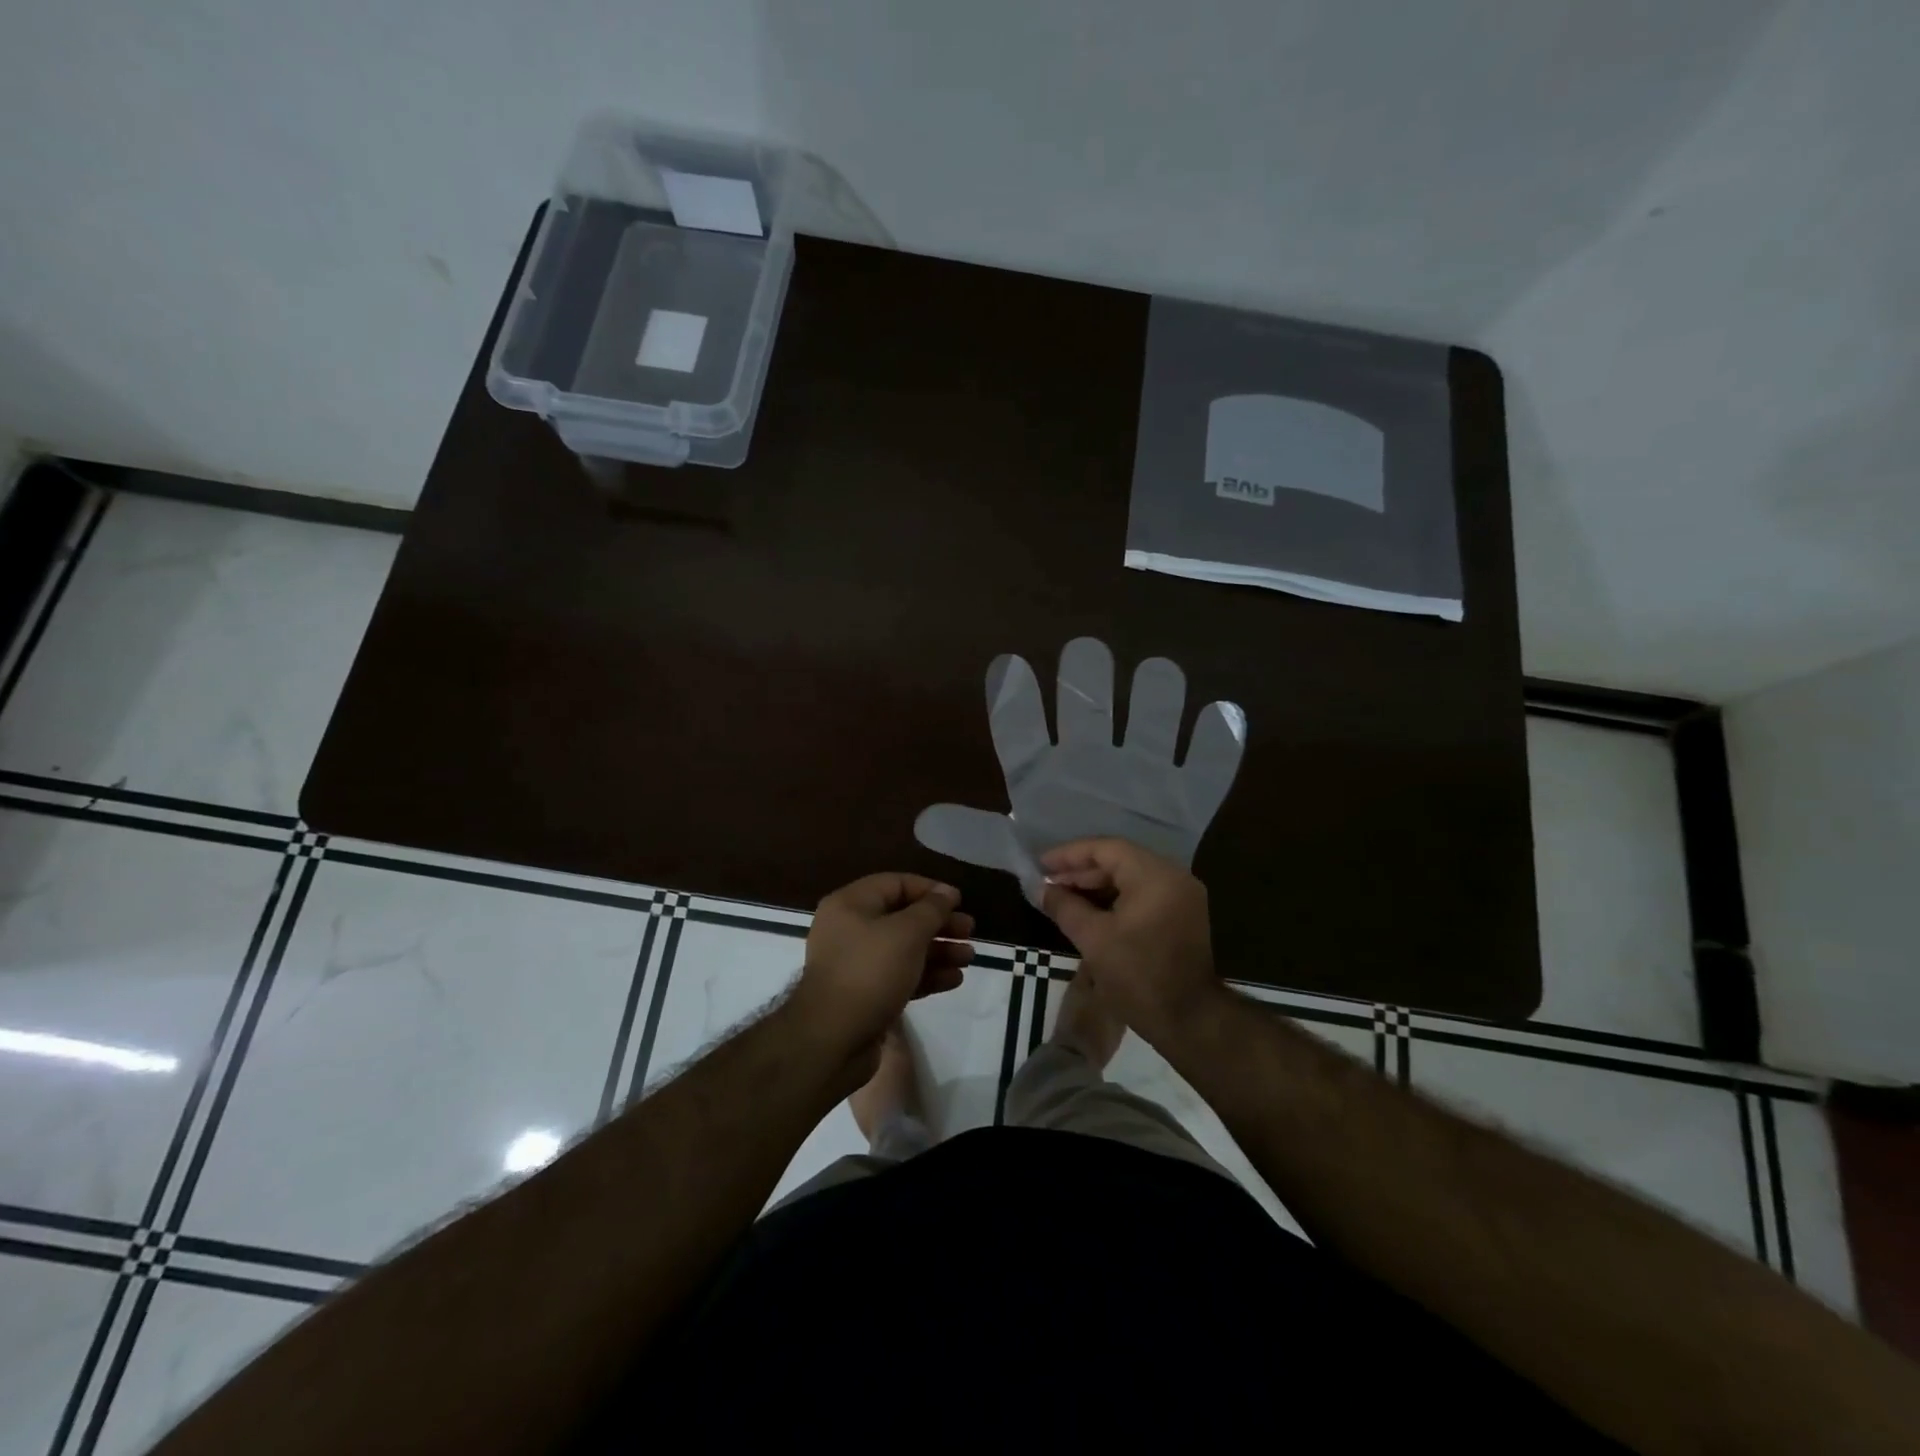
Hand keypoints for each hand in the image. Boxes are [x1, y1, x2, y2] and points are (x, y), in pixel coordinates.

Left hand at [791, 873, 973, 1075]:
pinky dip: (926, 975)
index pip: (895, 884)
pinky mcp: (864, 995)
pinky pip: (899, 976)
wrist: (832, 1040)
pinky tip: (953, 980)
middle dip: (939, 924)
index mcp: (850, 904)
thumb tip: (946, 892)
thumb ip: (931, 909)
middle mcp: (849, 929)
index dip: (930, 890)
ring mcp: (855, 965)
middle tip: (970, 931)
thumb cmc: (869, 972)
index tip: (959, 901)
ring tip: (969, 958)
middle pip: (902, 917)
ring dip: (938, 951)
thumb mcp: (907, 933)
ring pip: (904, 949)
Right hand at [1040, 838, 1222, 1046]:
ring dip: (1096, 886)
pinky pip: (1142, 894)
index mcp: (1154, 876)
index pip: (1106, 848)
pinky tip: (1088, 911)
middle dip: (1081, 871)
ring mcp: (1181, 896)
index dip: (1069, 855)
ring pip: (1130, 878)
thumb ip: (1064, 906)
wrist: (1189, 1022)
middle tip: (1047, 883)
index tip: (1040, 864)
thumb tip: (1040, 888)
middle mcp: (1173, 876)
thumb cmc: (1138, 976)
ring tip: (1062, 897)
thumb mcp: (1093, 939)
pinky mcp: (1181, 915)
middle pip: (1119, 860)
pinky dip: (1115, 899)